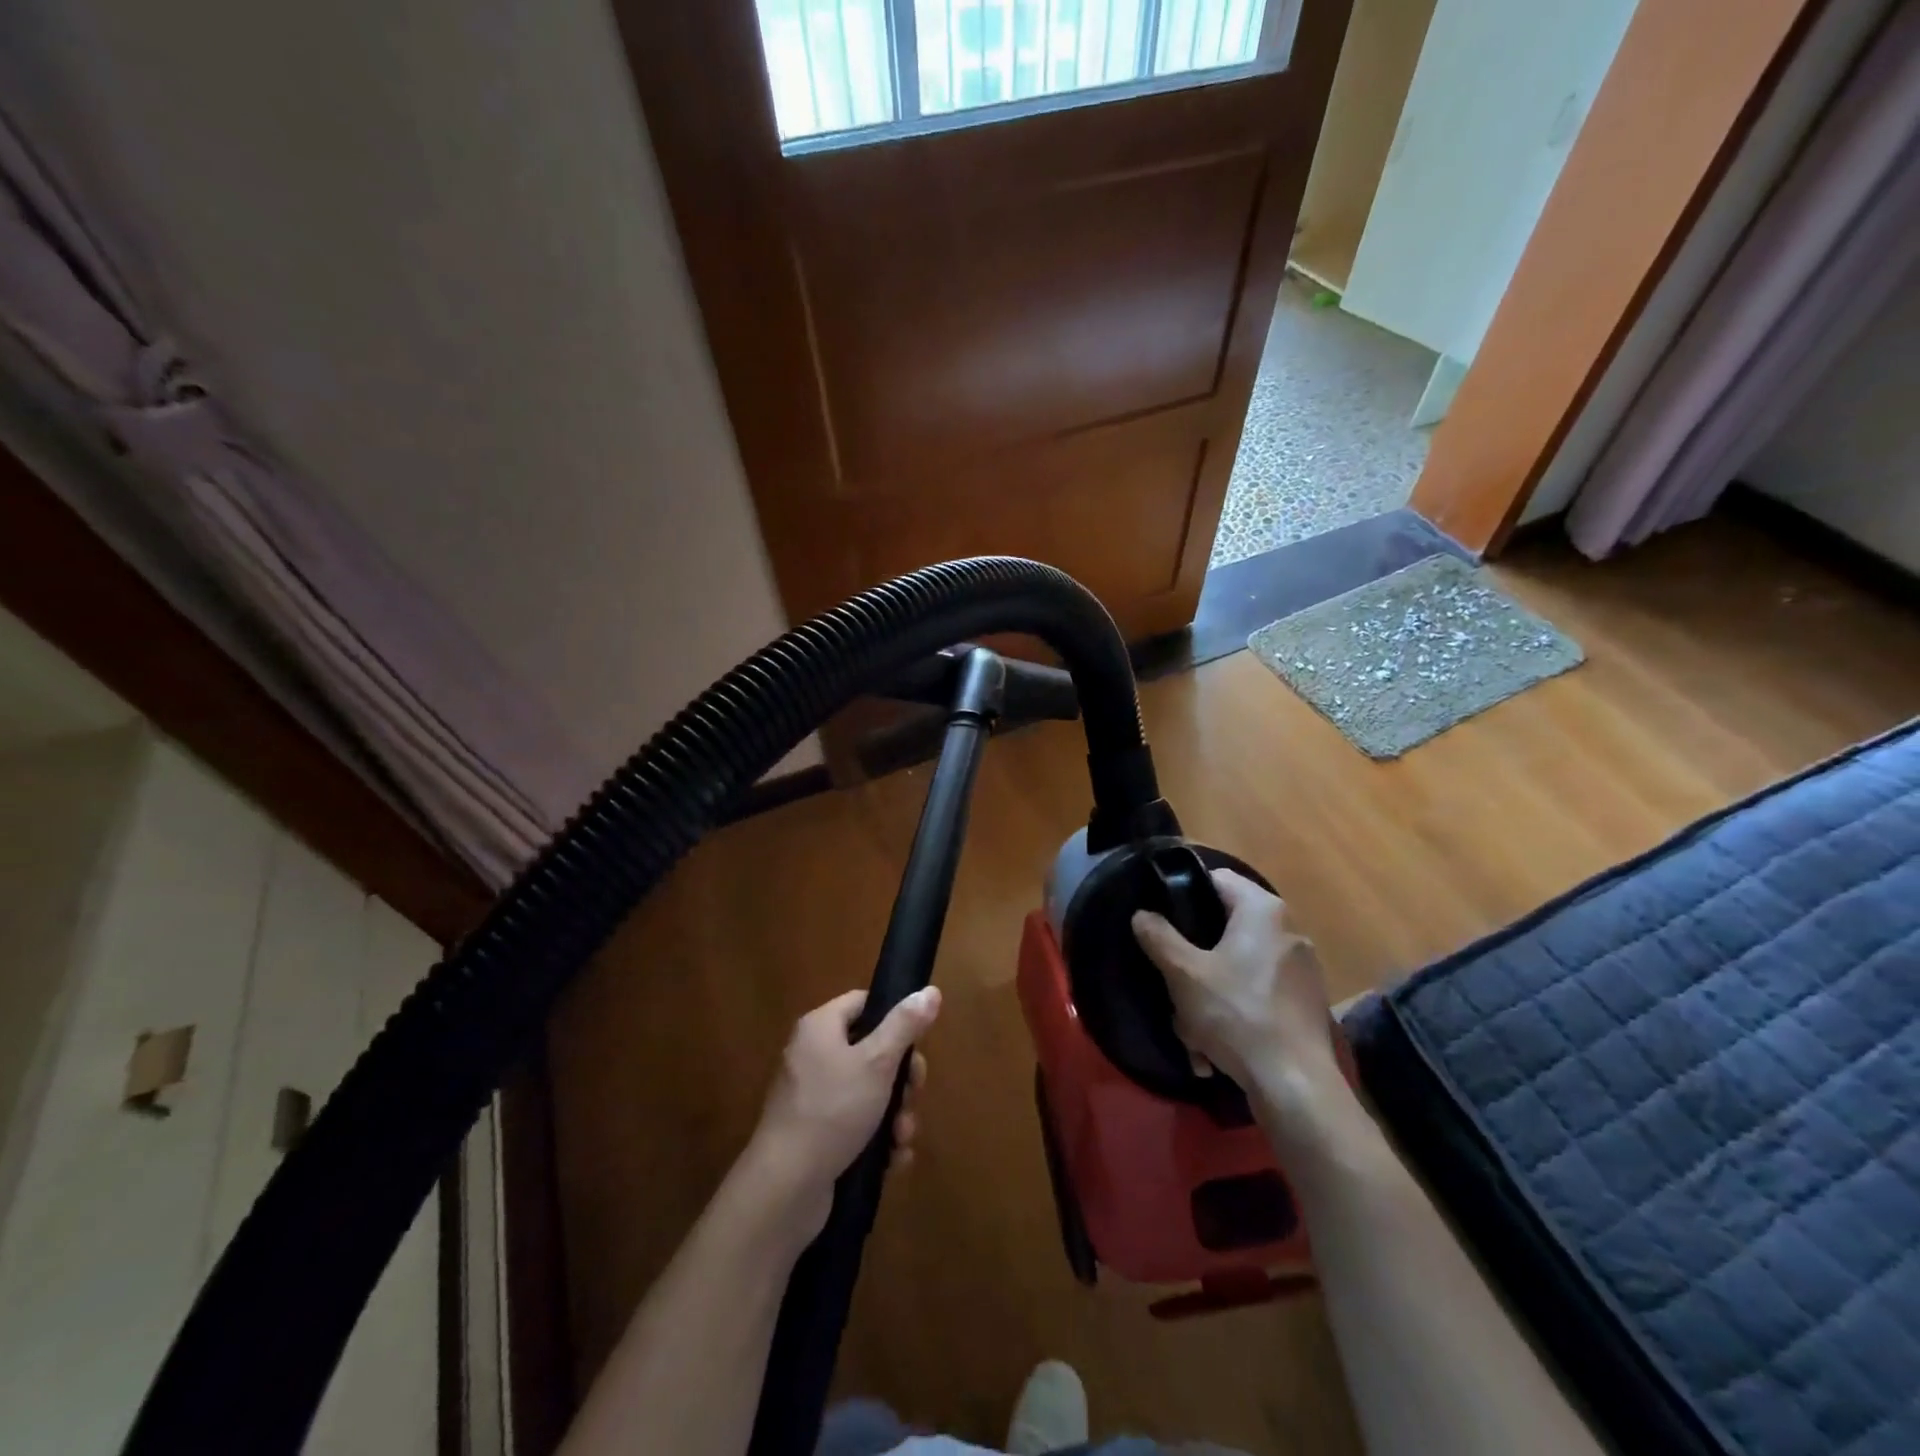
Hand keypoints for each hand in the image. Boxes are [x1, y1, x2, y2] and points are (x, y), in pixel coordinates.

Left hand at [747, 986, 941, 1236]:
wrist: (785, 1188)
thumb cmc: (832, 1111)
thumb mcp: (876, 1062)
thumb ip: (905, 1026)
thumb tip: (931, 990)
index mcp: (820, 1028)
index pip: (862, 1004)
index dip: (893, 1017)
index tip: (917, 1042)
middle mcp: (813, 1056)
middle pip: (871, 1050)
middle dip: (901, 1078)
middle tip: (914, 1095)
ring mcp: (813, 1098)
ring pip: (869, 1093)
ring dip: (895, 1115)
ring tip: (902, 1138)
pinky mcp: (817, 1135)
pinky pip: (856, 1125)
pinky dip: (877, 1139)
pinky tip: (893, 1159)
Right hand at [1131, 869, 1338, 1100]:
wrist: (1295, 1085)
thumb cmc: (1237, 1014)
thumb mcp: (1184, 974)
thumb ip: (1159, 937)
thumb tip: (1142, 915)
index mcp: (1263, 910)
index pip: (1217, 879)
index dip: (1185, 893)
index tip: (1162, 919)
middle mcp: (1288, 930)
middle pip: (1226, 928)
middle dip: (1196, 958)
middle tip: (1173, 981)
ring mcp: (1302, 969)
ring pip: (1239, 967)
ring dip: (1210, 994)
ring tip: (1191, 1029)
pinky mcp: (1306, 1003)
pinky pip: (1257, 995)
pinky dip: (1235, 1014)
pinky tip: (1216, 1049)